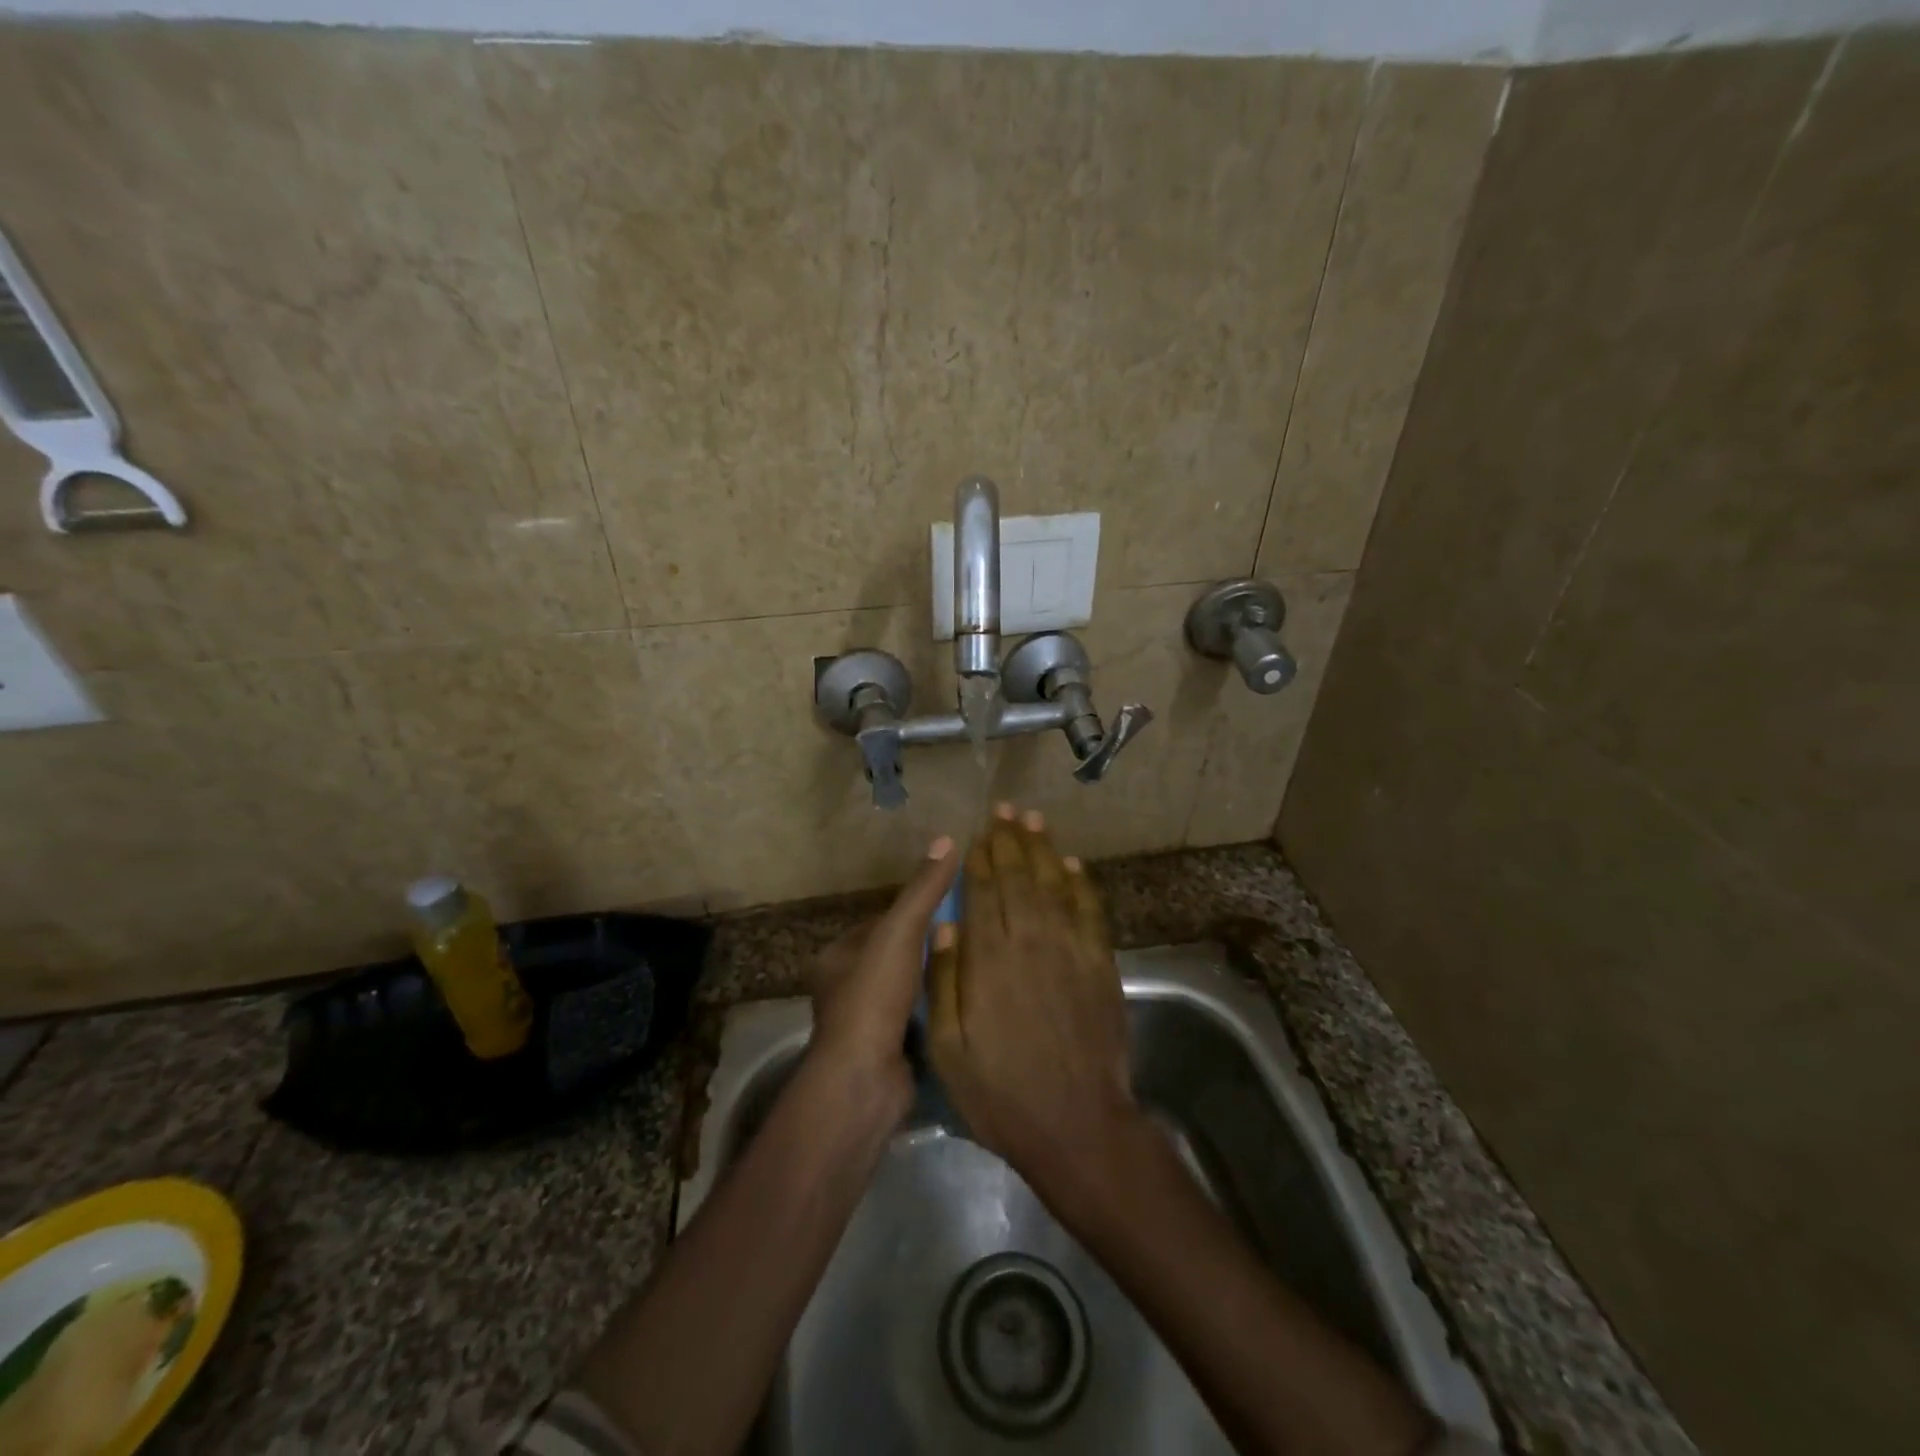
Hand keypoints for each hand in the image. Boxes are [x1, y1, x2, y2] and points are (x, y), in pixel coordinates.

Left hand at [805, 835, 960, 1095]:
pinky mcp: (885, 1052)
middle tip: (970, 935)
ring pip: (907, 990)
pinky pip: (916, 1020)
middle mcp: (843, 988)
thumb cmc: (873, 996)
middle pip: (894, 956)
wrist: (865, 1080)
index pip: (879, 922)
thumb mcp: (900, 932)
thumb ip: (923, 890)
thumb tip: (947, 839)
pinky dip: (937, 1012)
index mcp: (835, 956)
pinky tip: (968, 1002)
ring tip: (976, 965)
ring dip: (935, 981)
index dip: (912, 912)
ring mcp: (864, 1024)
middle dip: (927, 948)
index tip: (949, 905)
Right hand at [927, 805, 1142, 1207]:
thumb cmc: (1002, 1093)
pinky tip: (1073, 864)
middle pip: (1019, 877)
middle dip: (1010, 840)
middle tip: (1006, 809)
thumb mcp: (948, 1048)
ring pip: (1054, 884)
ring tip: (1034, 820)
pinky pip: (1089, 911)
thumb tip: (945, 926)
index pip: (983, 892)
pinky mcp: (1101, 965)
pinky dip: (1081, 884)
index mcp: (990, 959)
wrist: (1078, 1126)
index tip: (978, 833)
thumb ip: (944, 982)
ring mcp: (1071, 950)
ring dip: (1043, 849)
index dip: (981, 858)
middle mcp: (1031, 941)